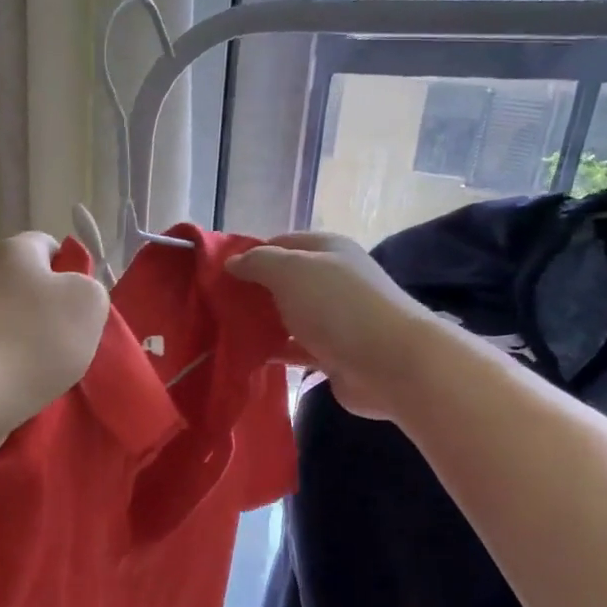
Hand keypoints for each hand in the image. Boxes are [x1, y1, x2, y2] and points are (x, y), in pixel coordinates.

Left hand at [0, 232, 109, 464]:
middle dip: (49, 312)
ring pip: (8, 323)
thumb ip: (91, 289)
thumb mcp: (88, 304)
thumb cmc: (33, 339)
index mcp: (13, 252)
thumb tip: (74, 295)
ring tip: (48, 373)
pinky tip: (19, 389)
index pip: (48, 245)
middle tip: (73, 342)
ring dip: (27, 344)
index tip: (84, 304)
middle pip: (26, 287)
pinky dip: (5, 368)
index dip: (71, 270)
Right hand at [228, 231, 452, 419]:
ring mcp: (335, 317)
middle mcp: (333, 279)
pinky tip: (250, 356)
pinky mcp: (334, 352)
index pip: (280, 243)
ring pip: (289, 315)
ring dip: (262, 322)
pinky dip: (276, 350)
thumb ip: (258, 262)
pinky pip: (296, 347)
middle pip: (284, 280)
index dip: (249, 254)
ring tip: (226, 331)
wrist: (389, 363)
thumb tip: (232, 263)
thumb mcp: (291, 271)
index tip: (217, 274)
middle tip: (216, 304)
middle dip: (253, 291)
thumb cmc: (338, 306)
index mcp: (328, 250)